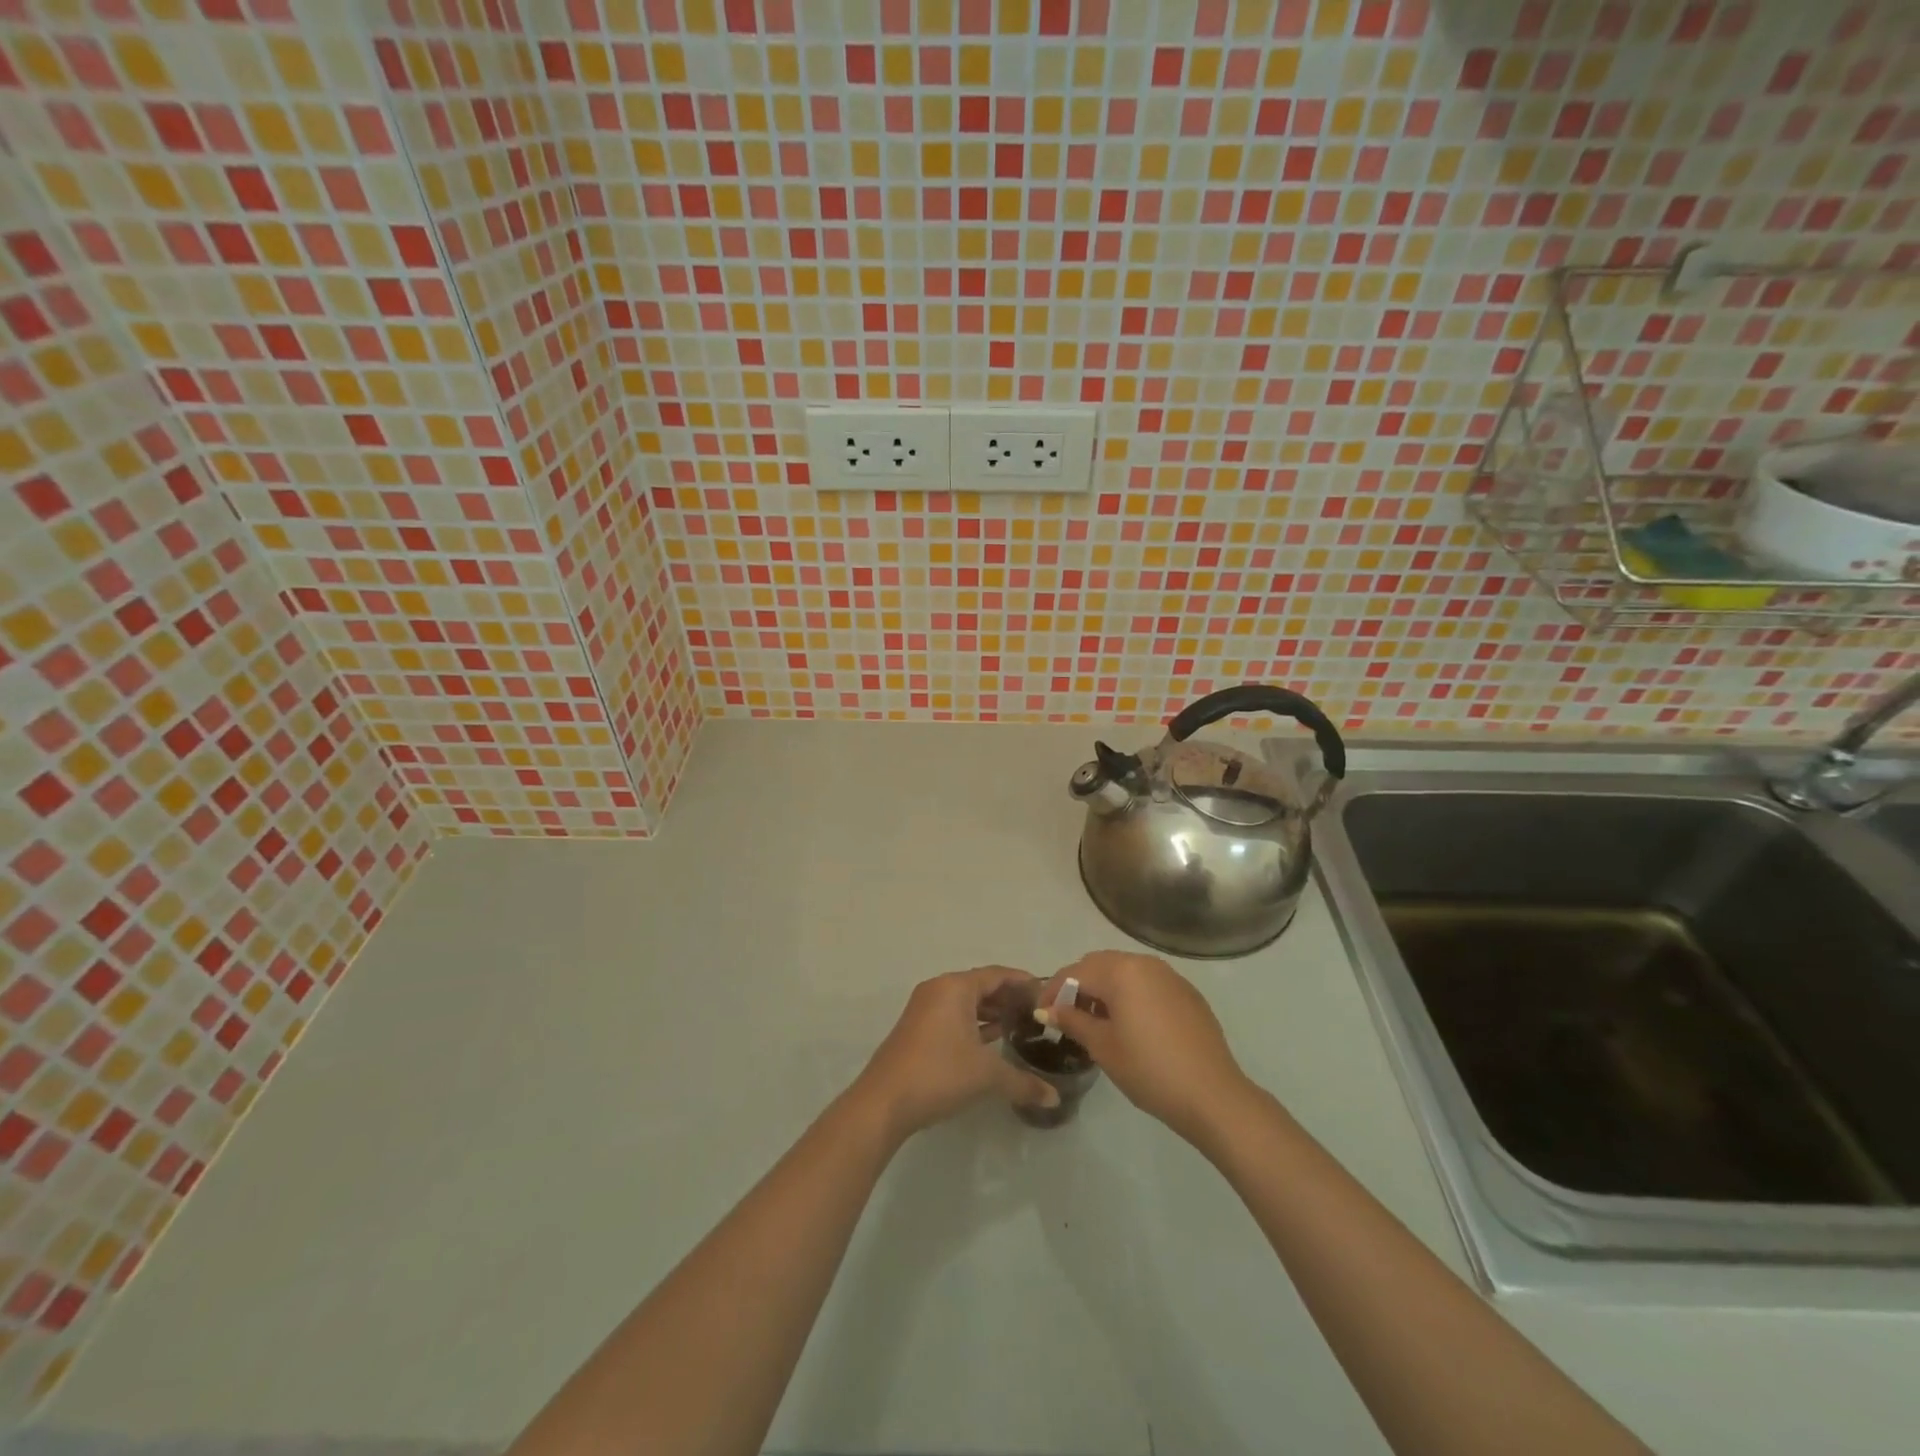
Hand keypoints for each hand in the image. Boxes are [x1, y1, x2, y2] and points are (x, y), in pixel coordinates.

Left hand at [852, 966, 1059, 1142]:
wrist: (884, 1102)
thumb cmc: (939, 1074)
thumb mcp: (987, 1076)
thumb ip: (1023, 1082)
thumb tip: (1054, 1098)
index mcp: (955, 987)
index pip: (996, 974)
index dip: (1022, 981)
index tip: (1046, 991)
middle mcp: (938, 990)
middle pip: (980, 985)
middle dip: (1007, 997)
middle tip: (1036, 1012)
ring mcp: (924, 1009)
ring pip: (964, 1002)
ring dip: (990, 1012)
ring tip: (1019, 1026)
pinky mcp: (917, 1029)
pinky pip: (952, 1016)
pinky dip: (973, 1023)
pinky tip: (990, 1041)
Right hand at [1038, 950, 1253, 1146]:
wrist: (1213, 1095)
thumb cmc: (1149, 1070)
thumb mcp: (1103, 1047)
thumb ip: (1072, 1021)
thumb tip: (1048, 1010)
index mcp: (1121, 971)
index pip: (1075, 972)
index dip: (1052, 990)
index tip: (1041, 1012)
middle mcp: (1145, 963)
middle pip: (1100, 965)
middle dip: (1079, 986)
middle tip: (1066, 1016)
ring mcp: (1170, 976)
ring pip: (1125, 972)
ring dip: (1105, 989)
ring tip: (1096, 1022)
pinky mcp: (1187, 993)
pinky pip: (1148, 983)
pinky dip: (1131, 995)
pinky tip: (1130, 1025)